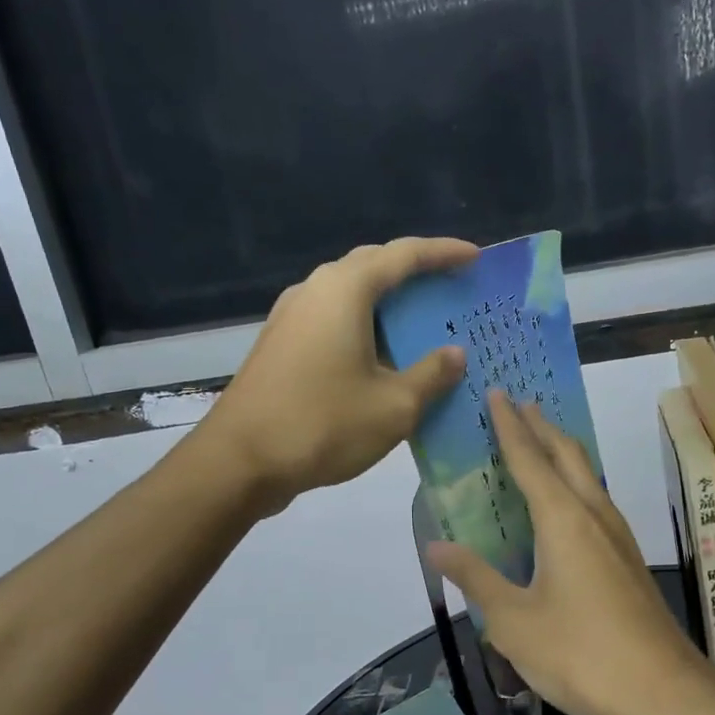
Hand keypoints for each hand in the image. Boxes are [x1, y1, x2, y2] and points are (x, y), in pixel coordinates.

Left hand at [195, 237, 477, 513]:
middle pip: (374, 266)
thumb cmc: (323, 424)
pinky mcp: (282, 343)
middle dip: (416, 272)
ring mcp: (292, 316)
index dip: (444, 253)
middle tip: (452, 287)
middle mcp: (315, 290)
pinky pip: (335, 319)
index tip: (475, 257)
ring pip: (351, 294)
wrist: (239, 462)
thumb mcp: (394, 405)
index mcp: (345, 290)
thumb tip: (455, 354)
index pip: (404, 255)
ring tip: (424, 321)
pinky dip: (367, 326)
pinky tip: (385, 355)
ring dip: (390, 302)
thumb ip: (432, 374)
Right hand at [429, 390, 713, 714]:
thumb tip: (436, 545)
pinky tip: (565, 507)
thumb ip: (476, 578)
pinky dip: (574, 484)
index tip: (497, 392)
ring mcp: (617, 536)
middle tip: (518, 404)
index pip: (529, 458)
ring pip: (587, 476)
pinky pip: (595, 502)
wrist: (663, 692)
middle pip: (567, 455)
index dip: (510, 425)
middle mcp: (594, 515)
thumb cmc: (581, 654)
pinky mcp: (628, 559)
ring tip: (539, 444)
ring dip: (562, 452)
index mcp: (563, 519)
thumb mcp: (513, 621)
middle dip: (541, 426)